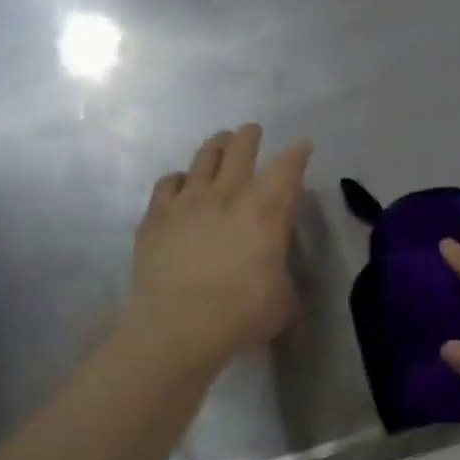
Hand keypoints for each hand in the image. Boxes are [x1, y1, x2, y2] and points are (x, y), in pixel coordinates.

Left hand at [126, 126, 313, 370]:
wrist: (178, 327)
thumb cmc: (242, 315)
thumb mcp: (283, 299)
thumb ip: (281, 275)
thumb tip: (275, 273)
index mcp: (267, 211)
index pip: (288, 168)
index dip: (299, 153)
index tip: (303, 145)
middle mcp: (229, 195)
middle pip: (241, 148)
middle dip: (250, 135)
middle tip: (252, 132)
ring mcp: (188, 201)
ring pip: (204, 156)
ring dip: (217, 146)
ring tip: (220, 143)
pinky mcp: (156, 216)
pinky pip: (168, 182)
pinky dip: (180, 179)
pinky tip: (181, 185)